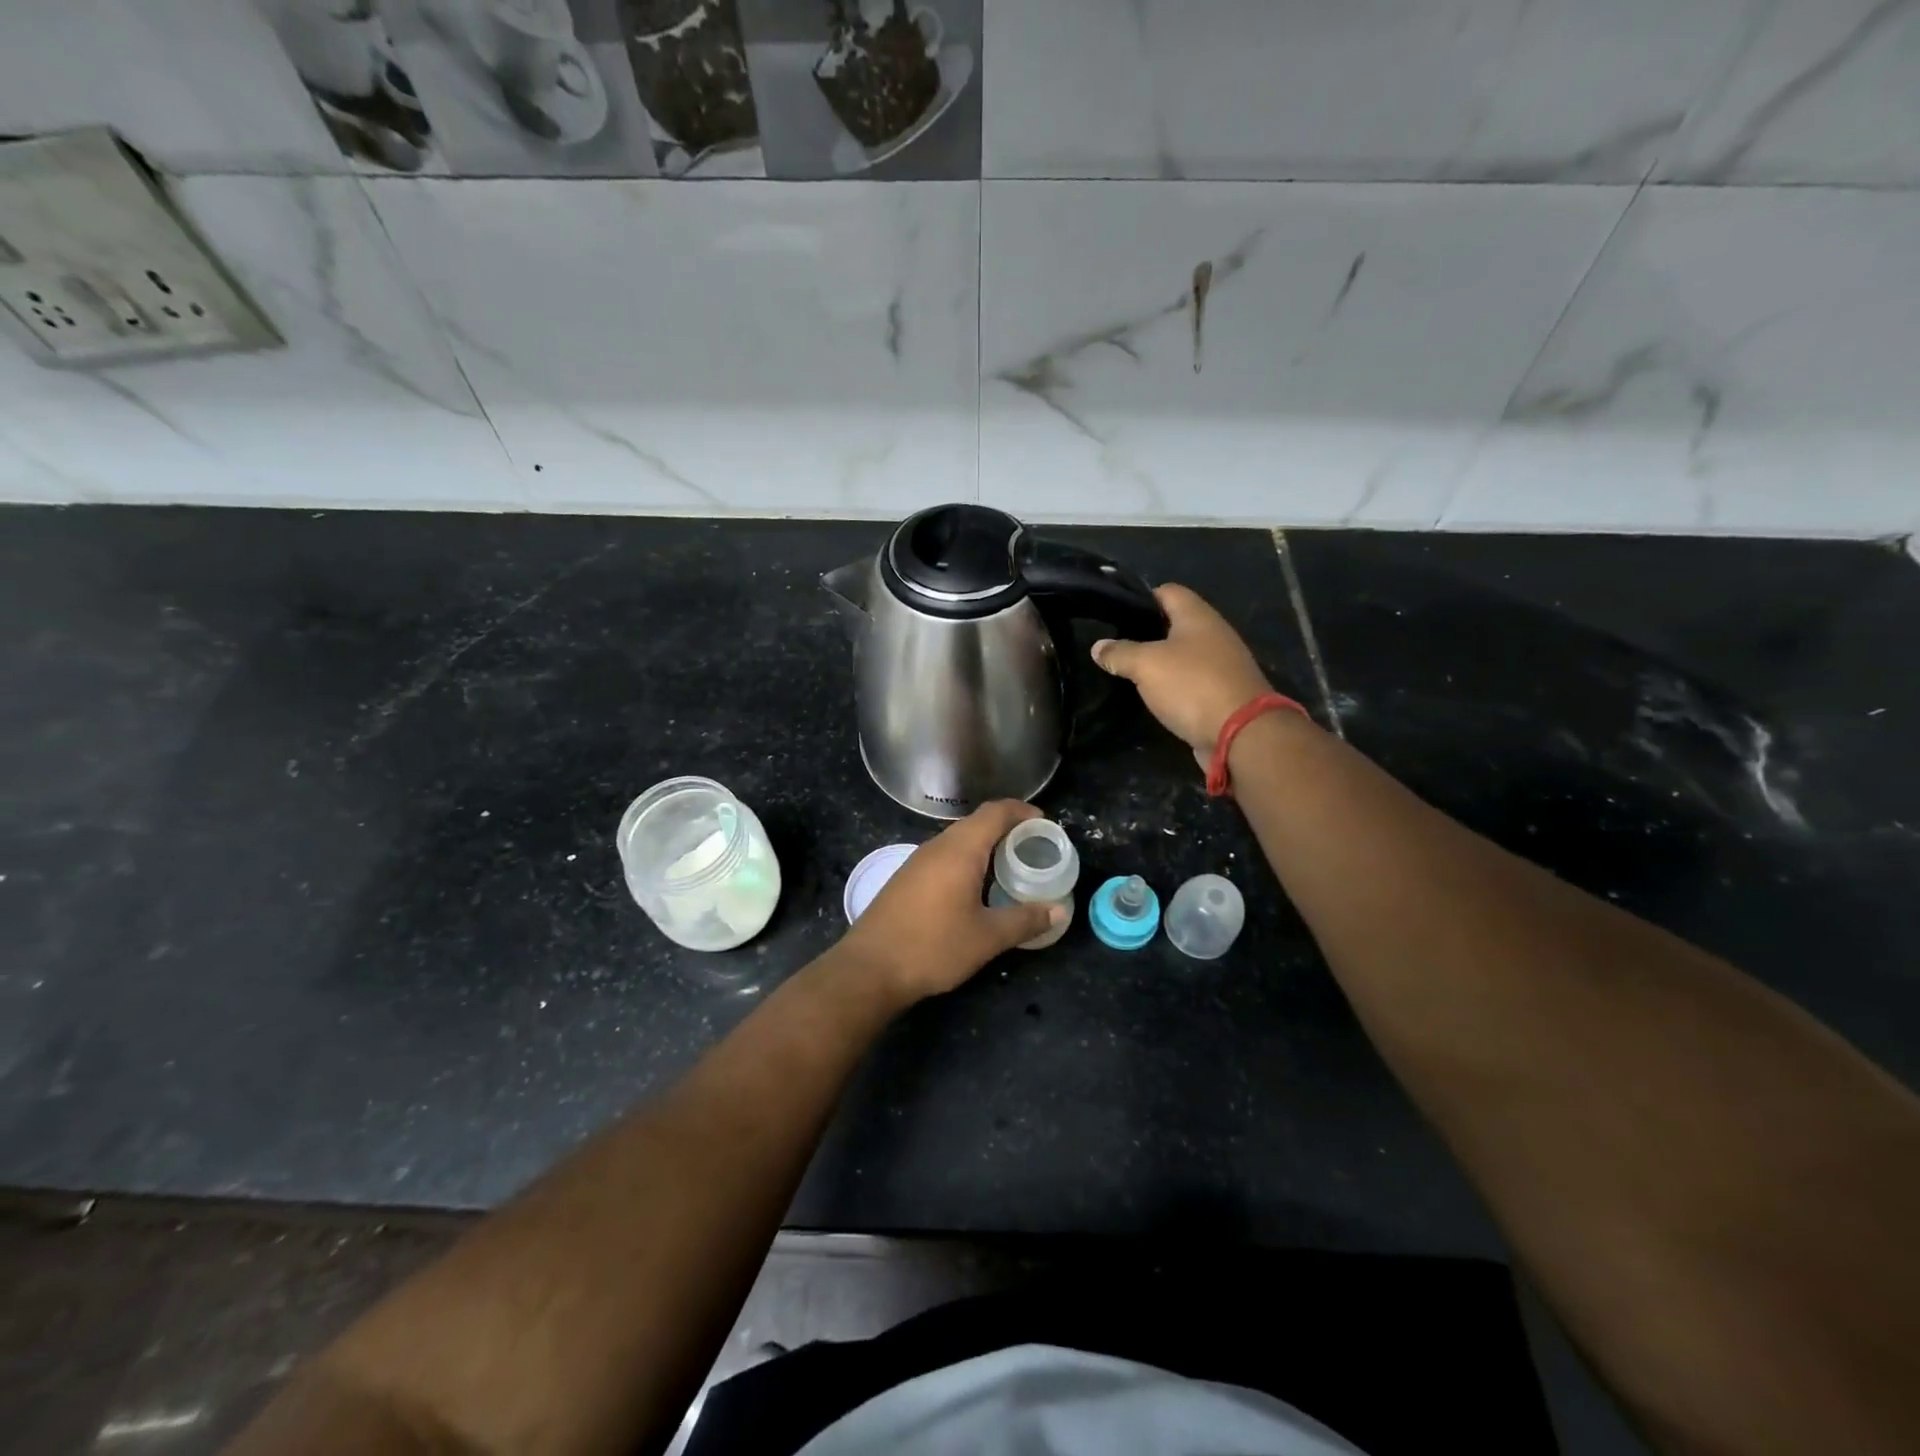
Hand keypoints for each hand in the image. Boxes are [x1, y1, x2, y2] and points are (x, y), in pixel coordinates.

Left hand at [837, 801, 1062, 1004]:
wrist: (869, 969)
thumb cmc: (933, 947)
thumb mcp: (987, 937)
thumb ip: (1025, 920)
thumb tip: (1059, 910)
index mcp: (960, 849)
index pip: (996, 811)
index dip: (1023, 811)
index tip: (1045, 824)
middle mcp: (937, 846)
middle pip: (977, 823)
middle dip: (1008, 829)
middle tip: (1034, 849)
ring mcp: (917, 861)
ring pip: (959, 840)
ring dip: (986, 846)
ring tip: (1010, 868)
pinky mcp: (906, 878)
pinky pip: (944, 856)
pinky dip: (967, 861)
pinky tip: (976, 888)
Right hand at [1092, 583, 1273, 755]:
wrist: (1241, 733)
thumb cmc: (1192, 685)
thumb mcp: (1146, 665)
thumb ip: (1120, 653)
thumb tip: (1098, 647)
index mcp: (1197, 616)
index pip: (1167, 591)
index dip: (1140, 598)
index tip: (1115, 614)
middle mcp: (1213, 633)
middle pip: (1175, 623)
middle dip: (1146, 633)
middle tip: (1116, 646)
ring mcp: (1221, 664)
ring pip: (1183, 654)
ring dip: (1160, 662)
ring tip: (1129, 671)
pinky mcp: (1222, 692)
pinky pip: (1191, 680)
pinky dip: (1173, 685)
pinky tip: (1154, 695)